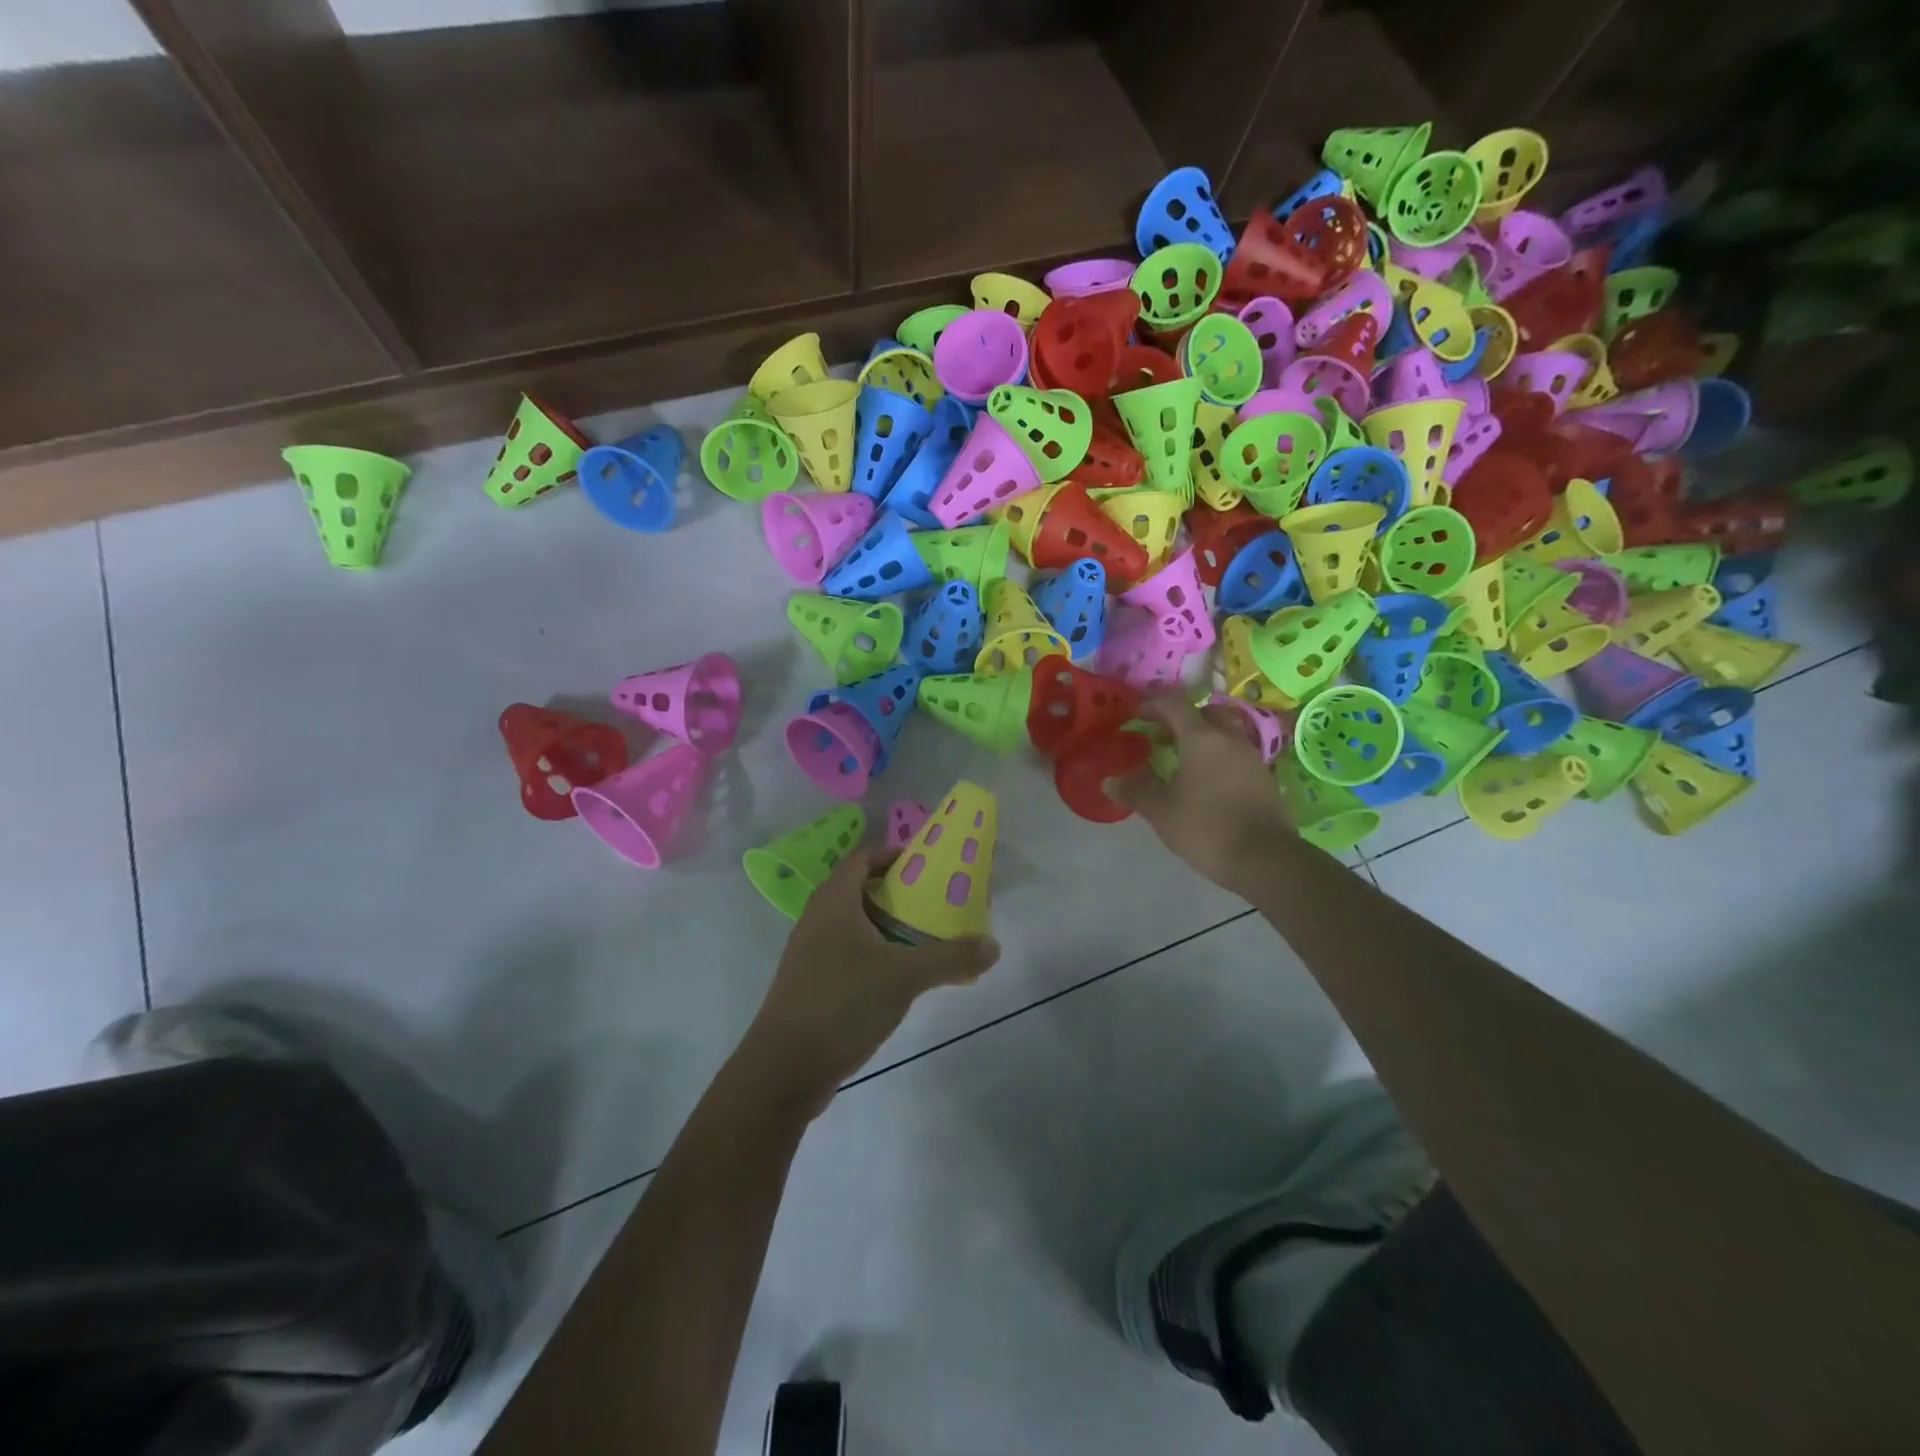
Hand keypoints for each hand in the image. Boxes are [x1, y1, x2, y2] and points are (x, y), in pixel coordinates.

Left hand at [743, 846, 1000, 1114]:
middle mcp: (817, 919)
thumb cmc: (843, 1002)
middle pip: (859, 889)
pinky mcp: (810, 984)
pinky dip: (873, 954)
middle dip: (897, 893)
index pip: (863, 858)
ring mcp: (809, 953)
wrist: (784, 1068)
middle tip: (934, 902)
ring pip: (853, 925)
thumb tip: (994, 946)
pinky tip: (897, 978)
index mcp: (834, 901)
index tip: (928, 865)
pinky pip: (846, 953)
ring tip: (923, 939)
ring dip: (886, 926)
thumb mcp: (905, 977)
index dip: (893, 854)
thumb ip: (951, 958)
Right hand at [1112, 697, 1298, 897]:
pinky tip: (1204, 783)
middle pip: (1203, 714)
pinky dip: (1216, 758)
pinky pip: (1234, 755)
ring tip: (1179, 763)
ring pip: (1222, 734)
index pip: (1174, 704)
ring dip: (1199, 740)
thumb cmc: (1206, 828)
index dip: (1152, 705)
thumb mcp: (1161, 812)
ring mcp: (1251, 757)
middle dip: (1179, 721)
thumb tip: (1109, 781)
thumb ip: (1135, 792)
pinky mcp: (1263, 777)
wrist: (1265, 859)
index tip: (1136, 715)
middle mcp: (1229, 738)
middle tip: (1159, 738)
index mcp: (1202, 738)